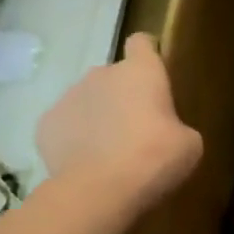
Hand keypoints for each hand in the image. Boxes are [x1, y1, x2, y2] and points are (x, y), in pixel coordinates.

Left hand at [36, 33, 201, 206]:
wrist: (100, 190)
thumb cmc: (155, 158)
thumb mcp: (188, 144)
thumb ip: (176, 127)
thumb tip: (165, 131)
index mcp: (141, 72)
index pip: (142, 43)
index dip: (148, 56)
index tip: (154, 76)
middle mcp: (101, 74)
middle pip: (114, 76)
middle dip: (123, 96)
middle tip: (137, 130)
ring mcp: (68, 97)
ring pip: (87, 100)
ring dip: (98, 117)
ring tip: (109, 153)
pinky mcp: (44, 124)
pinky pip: (65, 125)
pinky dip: (74, 139)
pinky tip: (85, 164)